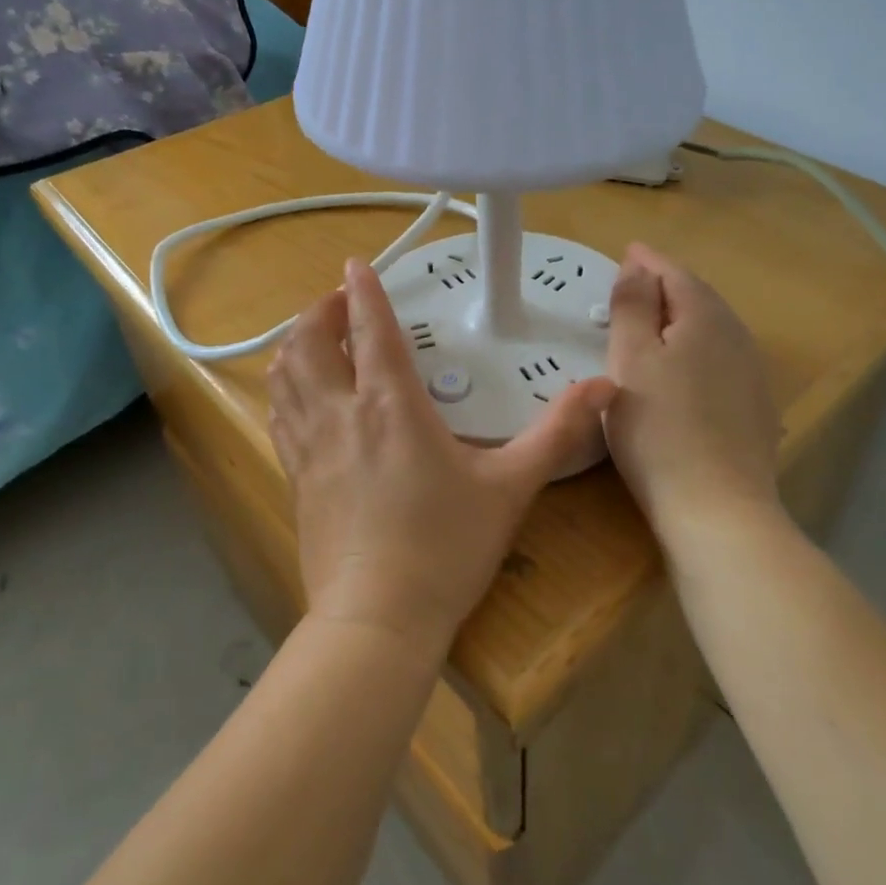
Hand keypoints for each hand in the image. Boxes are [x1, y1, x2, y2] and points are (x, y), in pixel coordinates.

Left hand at [267, 259, 616, 658]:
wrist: (377, 620)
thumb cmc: (446, 548)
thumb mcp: (511, 487)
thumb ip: (557, 432)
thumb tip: (605, 388)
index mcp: (391, 406)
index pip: (369, 330)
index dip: (362, 290)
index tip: (356, 264)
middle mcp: (341, 414)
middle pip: (309, 343)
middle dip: (320, 311)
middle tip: (341, 302)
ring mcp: (310, 447)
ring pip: (285, 375)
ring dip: (296, 344)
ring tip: (317, 337)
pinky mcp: (295, 478)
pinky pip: (280, 414)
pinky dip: (286, 387)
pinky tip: (301, 395)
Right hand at [603, 244, 781, 538]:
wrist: (718, 510)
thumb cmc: (659, 428)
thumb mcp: (631, 360)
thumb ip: (632, 306)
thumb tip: (637, 266)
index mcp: (705, 318)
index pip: (675, 274)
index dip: (648, 261)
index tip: (627, 251)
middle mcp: (737, 337)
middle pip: (699, 298)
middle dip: (667, 285)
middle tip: (635, 281)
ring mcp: (752, 375)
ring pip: (713, 329)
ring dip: (683, 317)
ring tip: (655, 318)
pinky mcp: (754, 409)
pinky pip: (721, 359)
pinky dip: (697, 349)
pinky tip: (686, 366)